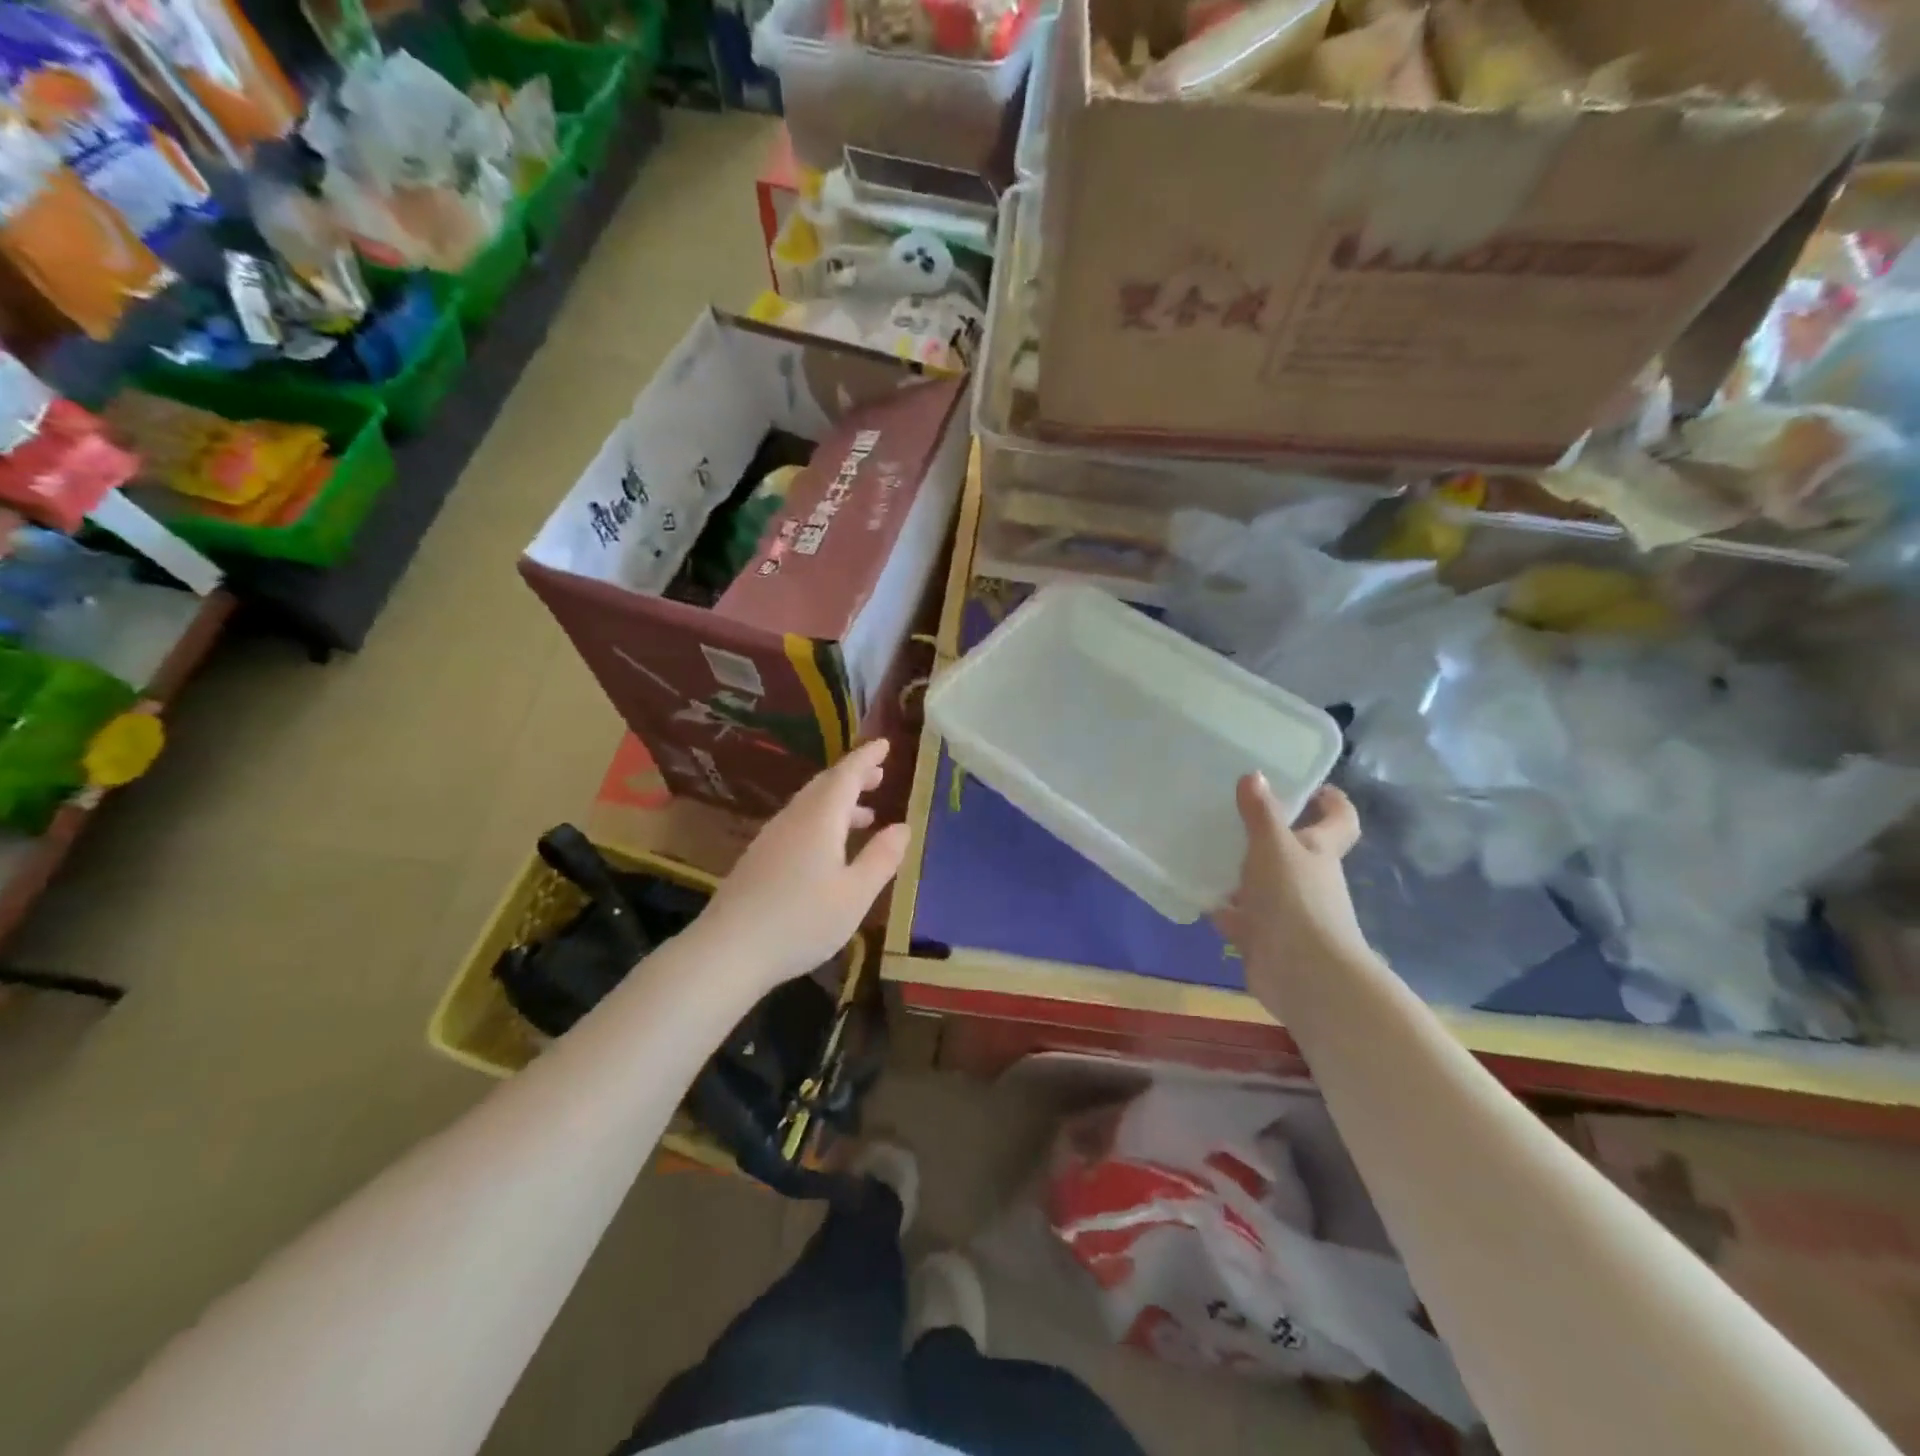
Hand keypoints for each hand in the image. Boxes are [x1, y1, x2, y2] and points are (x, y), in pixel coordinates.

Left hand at [698, 738, 910, 993]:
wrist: (728, 950)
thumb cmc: (801, 921)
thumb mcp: (855, 895)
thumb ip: (881, 858)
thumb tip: (903, 827)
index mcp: (820, 819)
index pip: (847, 775)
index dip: (867, 758)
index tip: (884, 744)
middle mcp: (794, 819)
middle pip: (825, 785)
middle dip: (853, 776)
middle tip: (879, 774)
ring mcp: (771, 838)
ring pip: (809, 805)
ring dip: (839, 802)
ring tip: (866, 813)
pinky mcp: (759, 859)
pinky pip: (798, 823)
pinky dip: (822, 821)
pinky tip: (830, 848)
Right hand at [1215, 775, 1371, 1009]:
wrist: (1302, 974)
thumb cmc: (1295, 900)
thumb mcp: (1273, 846)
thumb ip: (1261, 812)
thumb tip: (1254, 774)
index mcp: (1320, 851)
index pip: (1339, 820)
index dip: (1330, 801)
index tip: (1309, 786)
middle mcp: (1308, 879)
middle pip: (1296, 850)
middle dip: (1270, 833)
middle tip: (1234, 811)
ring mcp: (1287, 911)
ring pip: (1263, 883)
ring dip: (1240, 871)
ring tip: (1205, 848)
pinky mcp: (1263, 938)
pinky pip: (1239, 916)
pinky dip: (1222, 907)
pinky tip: (1196, 892)